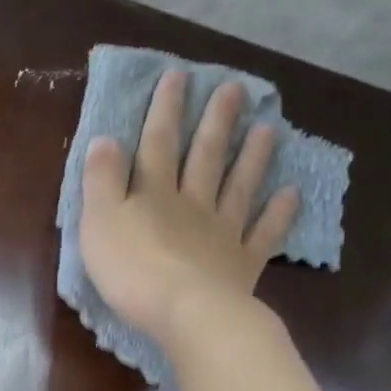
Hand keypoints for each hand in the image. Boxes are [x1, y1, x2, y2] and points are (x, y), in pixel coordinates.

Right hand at [79, 70, 298, 348]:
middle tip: (236, 89)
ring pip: (238, 187)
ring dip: (252, 157)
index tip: (178, 76)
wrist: (186, 314)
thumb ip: (101, 180)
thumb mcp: (99, 222)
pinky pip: (263, 233)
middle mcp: (192, 204)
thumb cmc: (132, 270)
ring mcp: (222, 233)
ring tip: (268, 129)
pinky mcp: (242, 264)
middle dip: (216, 122)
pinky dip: (278, 213)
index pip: (157, 144)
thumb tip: (105, 138)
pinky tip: (291, 194)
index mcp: (153, 194)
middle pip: (204, 157)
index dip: (165, 110)